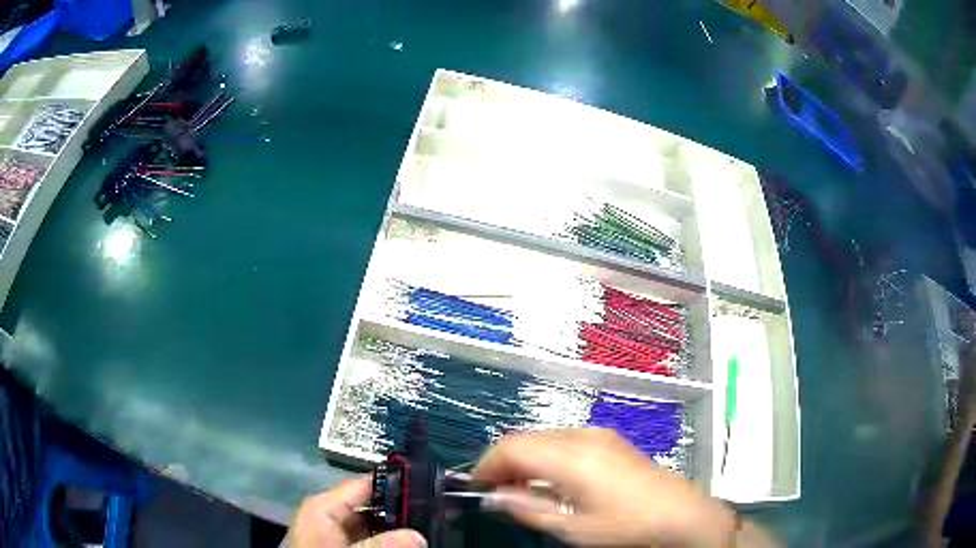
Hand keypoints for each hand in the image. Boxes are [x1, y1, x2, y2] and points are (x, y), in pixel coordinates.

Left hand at [287, 476, 425, 547]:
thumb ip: (382, 545)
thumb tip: (419, 536)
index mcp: (324, 506)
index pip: (364, 484)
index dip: (395, 485)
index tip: (427, 490)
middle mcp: (327, 515)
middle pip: (371, 507)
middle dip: (400, 515)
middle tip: (432, 517)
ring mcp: (331, 533)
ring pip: (370, 527)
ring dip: (393, 532)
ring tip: (423, 533)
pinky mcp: (333, 546)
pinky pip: (363, 540)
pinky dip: (381, 543)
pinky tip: (401, 546)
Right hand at [473, 428, 735, 547]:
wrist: (679, 513)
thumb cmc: (624, 524)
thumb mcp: (572, 526)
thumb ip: (528, 508)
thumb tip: (495, 496)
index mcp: (571, 456)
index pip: (511, 447)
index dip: (487, 465)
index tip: (476, 487)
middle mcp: (582, 436)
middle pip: (526, 438)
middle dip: (504, 462)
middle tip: (495, 491)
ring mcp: (598, 434)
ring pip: (544, 437)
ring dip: (525, 458)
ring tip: (520, 487)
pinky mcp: (609, 439)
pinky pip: (564, 439)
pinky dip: (546, 455)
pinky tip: (551, 479)